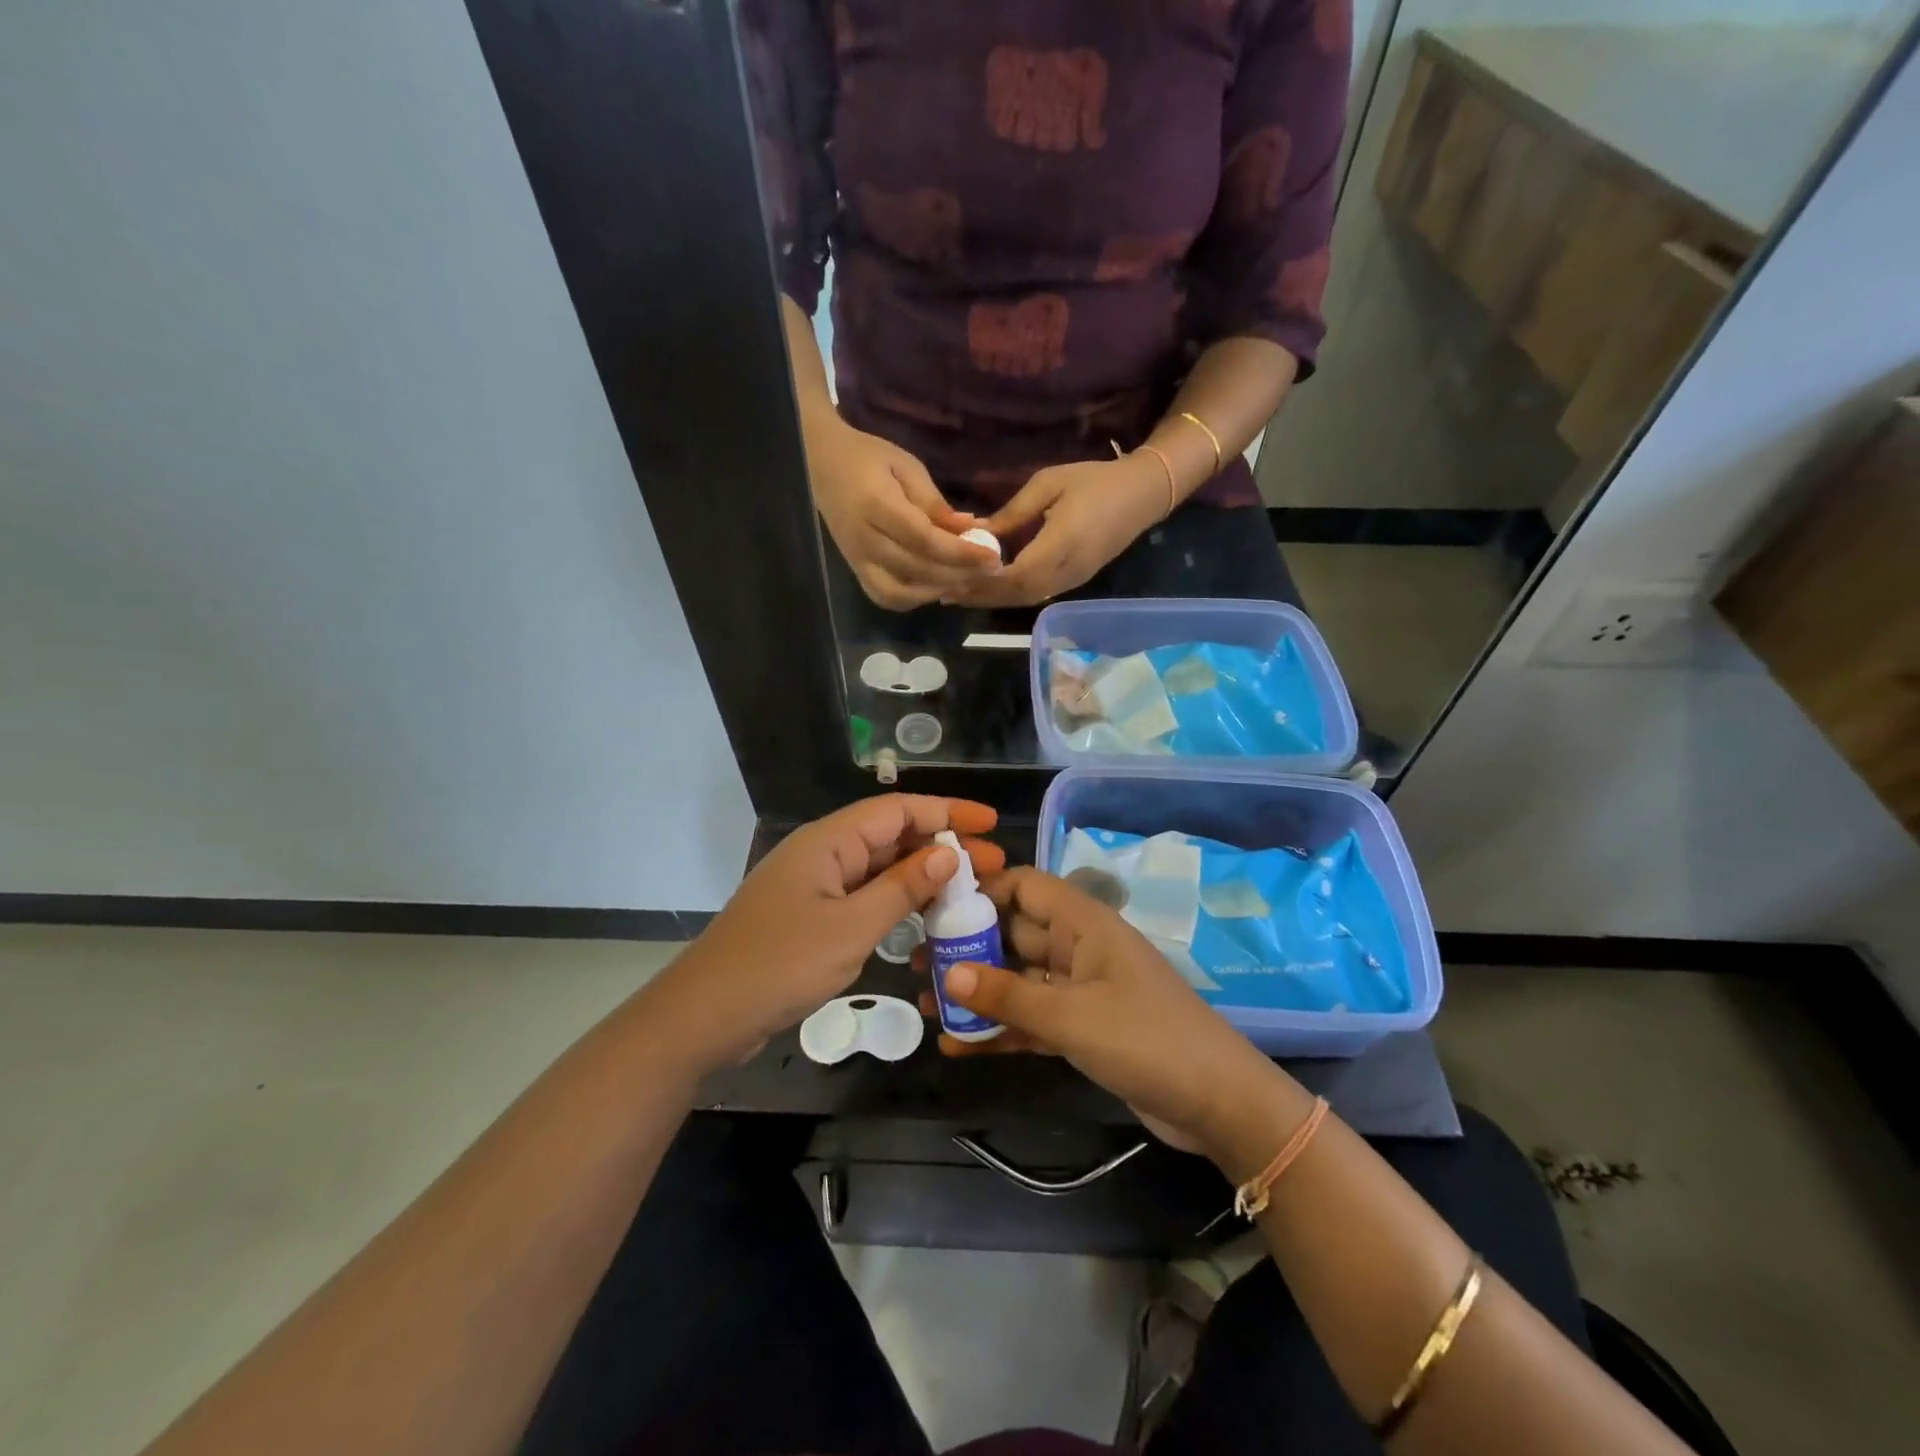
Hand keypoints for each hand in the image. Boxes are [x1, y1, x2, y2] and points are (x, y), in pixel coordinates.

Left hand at [644, 796, 1004, 1074]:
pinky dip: (896, 901)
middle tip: (992, 864)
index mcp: (829, 841)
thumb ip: (902, 887)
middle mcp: (823, 853)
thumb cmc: (780, 965)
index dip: (947, 811)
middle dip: (942, 845)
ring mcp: (814, 885)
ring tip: (969, 889)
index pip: (898, 810)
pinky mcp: (810, 915)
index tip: (991, 821)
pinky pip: (863, 895)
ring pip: (879, 868)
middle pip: (891, 836)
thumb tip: (949, 851)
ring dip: (922, 875)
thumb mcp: (852, 927)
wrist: (705, 1015)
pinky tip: (924, 917)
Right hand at [805, 412, 1000, 610]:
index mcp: (877, 505)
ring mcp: (857, 560)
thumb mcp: (907, 467)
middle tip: (990, 570)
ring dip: (938, 590)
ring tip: (966, 579)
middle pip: (917, 569)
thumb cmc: (868, 459)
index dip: (961, 552)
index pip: (925, 539)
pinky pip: (886, 597)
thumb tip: (969, 530)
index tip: (992, 555)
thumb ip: (935, 502)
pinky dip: (914, 598)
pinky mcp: (856, 571)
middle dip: (959, 573)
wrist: (821, 464)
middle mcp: (865, 539)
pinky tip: (937, 586)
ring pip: (901, 592)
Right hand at [932, 867, 1288, 1153]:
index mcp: (1083, 923)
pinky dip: (1000, 1028)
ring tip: (924, 1004)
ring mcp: (1081, 989)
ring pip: (1019, 978)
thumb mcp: (1071, 1016)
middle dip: (967, 946)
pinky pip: (1032, 1017)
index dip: (982, 890)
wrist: (1217, 1103)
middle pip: (1014, 933)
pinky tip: (958, 1044)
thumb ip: (1008, 995)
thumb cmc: (1146, 1039)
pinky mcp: (1083, 1027)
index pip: (1025, 885)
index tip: (935, 908)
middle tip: (917, 964)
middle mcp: (1078, 947)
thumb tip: (948, 975)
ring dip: (978, 991)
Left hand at [957, 456, 1167, 607]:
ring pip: (1024, 599)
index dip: (980, 580)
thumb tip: (975, 532)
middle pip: (1015, 595)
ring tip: (958, 594)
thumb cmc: (1094, 481)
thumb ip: (1012, 513)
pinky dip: (1008, 594)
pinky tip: (988, 588)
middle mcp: (1065, 572)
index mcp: (1059, 546)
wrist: (1142, 495)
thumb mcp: (1048, 484)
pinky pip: (1034, 594)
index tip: (950, 576)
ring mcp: (1071, 581)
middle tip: (944, 591)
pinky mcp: (1073, 582)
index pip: (1012, 575)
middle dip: (979, 595)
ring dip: (991, 599)